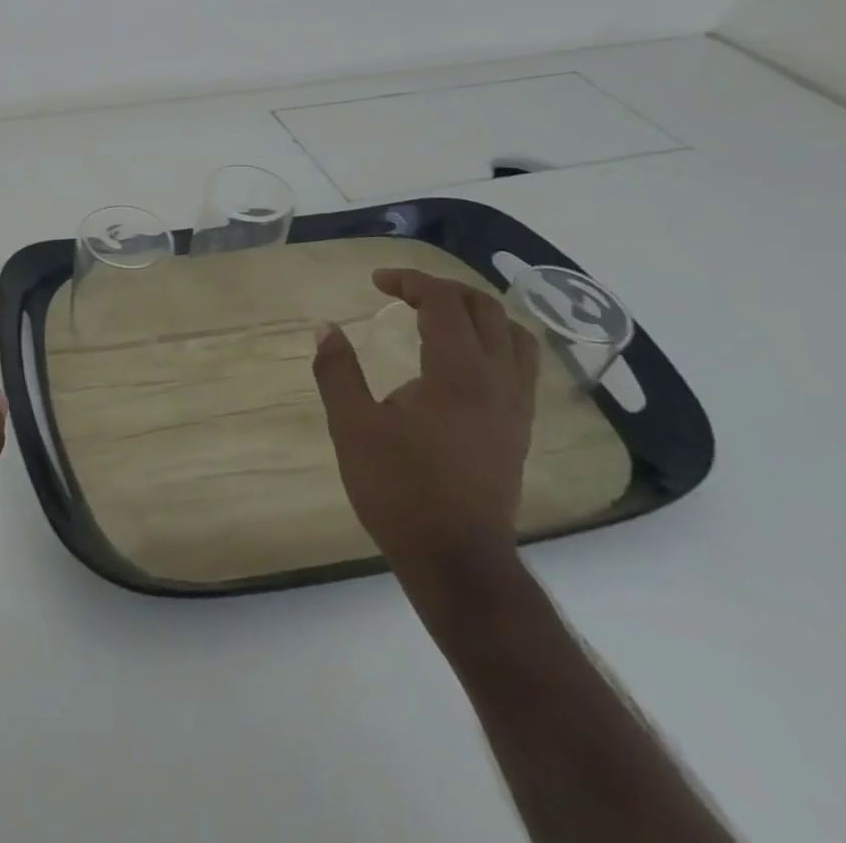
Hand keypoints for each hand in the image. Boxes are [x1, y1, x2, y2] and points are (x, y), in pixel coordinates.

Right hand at [313, 270, 537, 598]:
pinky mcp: (519, 432)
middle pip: (486, 310)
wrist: (458, 563)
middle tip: (403, 293)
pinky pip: (520, 367)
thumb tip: (325, 328)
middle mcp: (497, 382)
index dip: (411, 281)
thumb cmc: (400, 491)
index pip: (445, 303)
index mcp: (458, 374)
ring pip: (515, 337)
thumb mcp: (353, 427)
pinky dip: (493, 343)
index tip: (376, 283)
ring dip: (476, 314)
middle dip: (443, 290)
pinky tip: (464, 360)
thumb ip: (337, 371)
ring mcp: (515, 409)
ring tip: (439, 316)